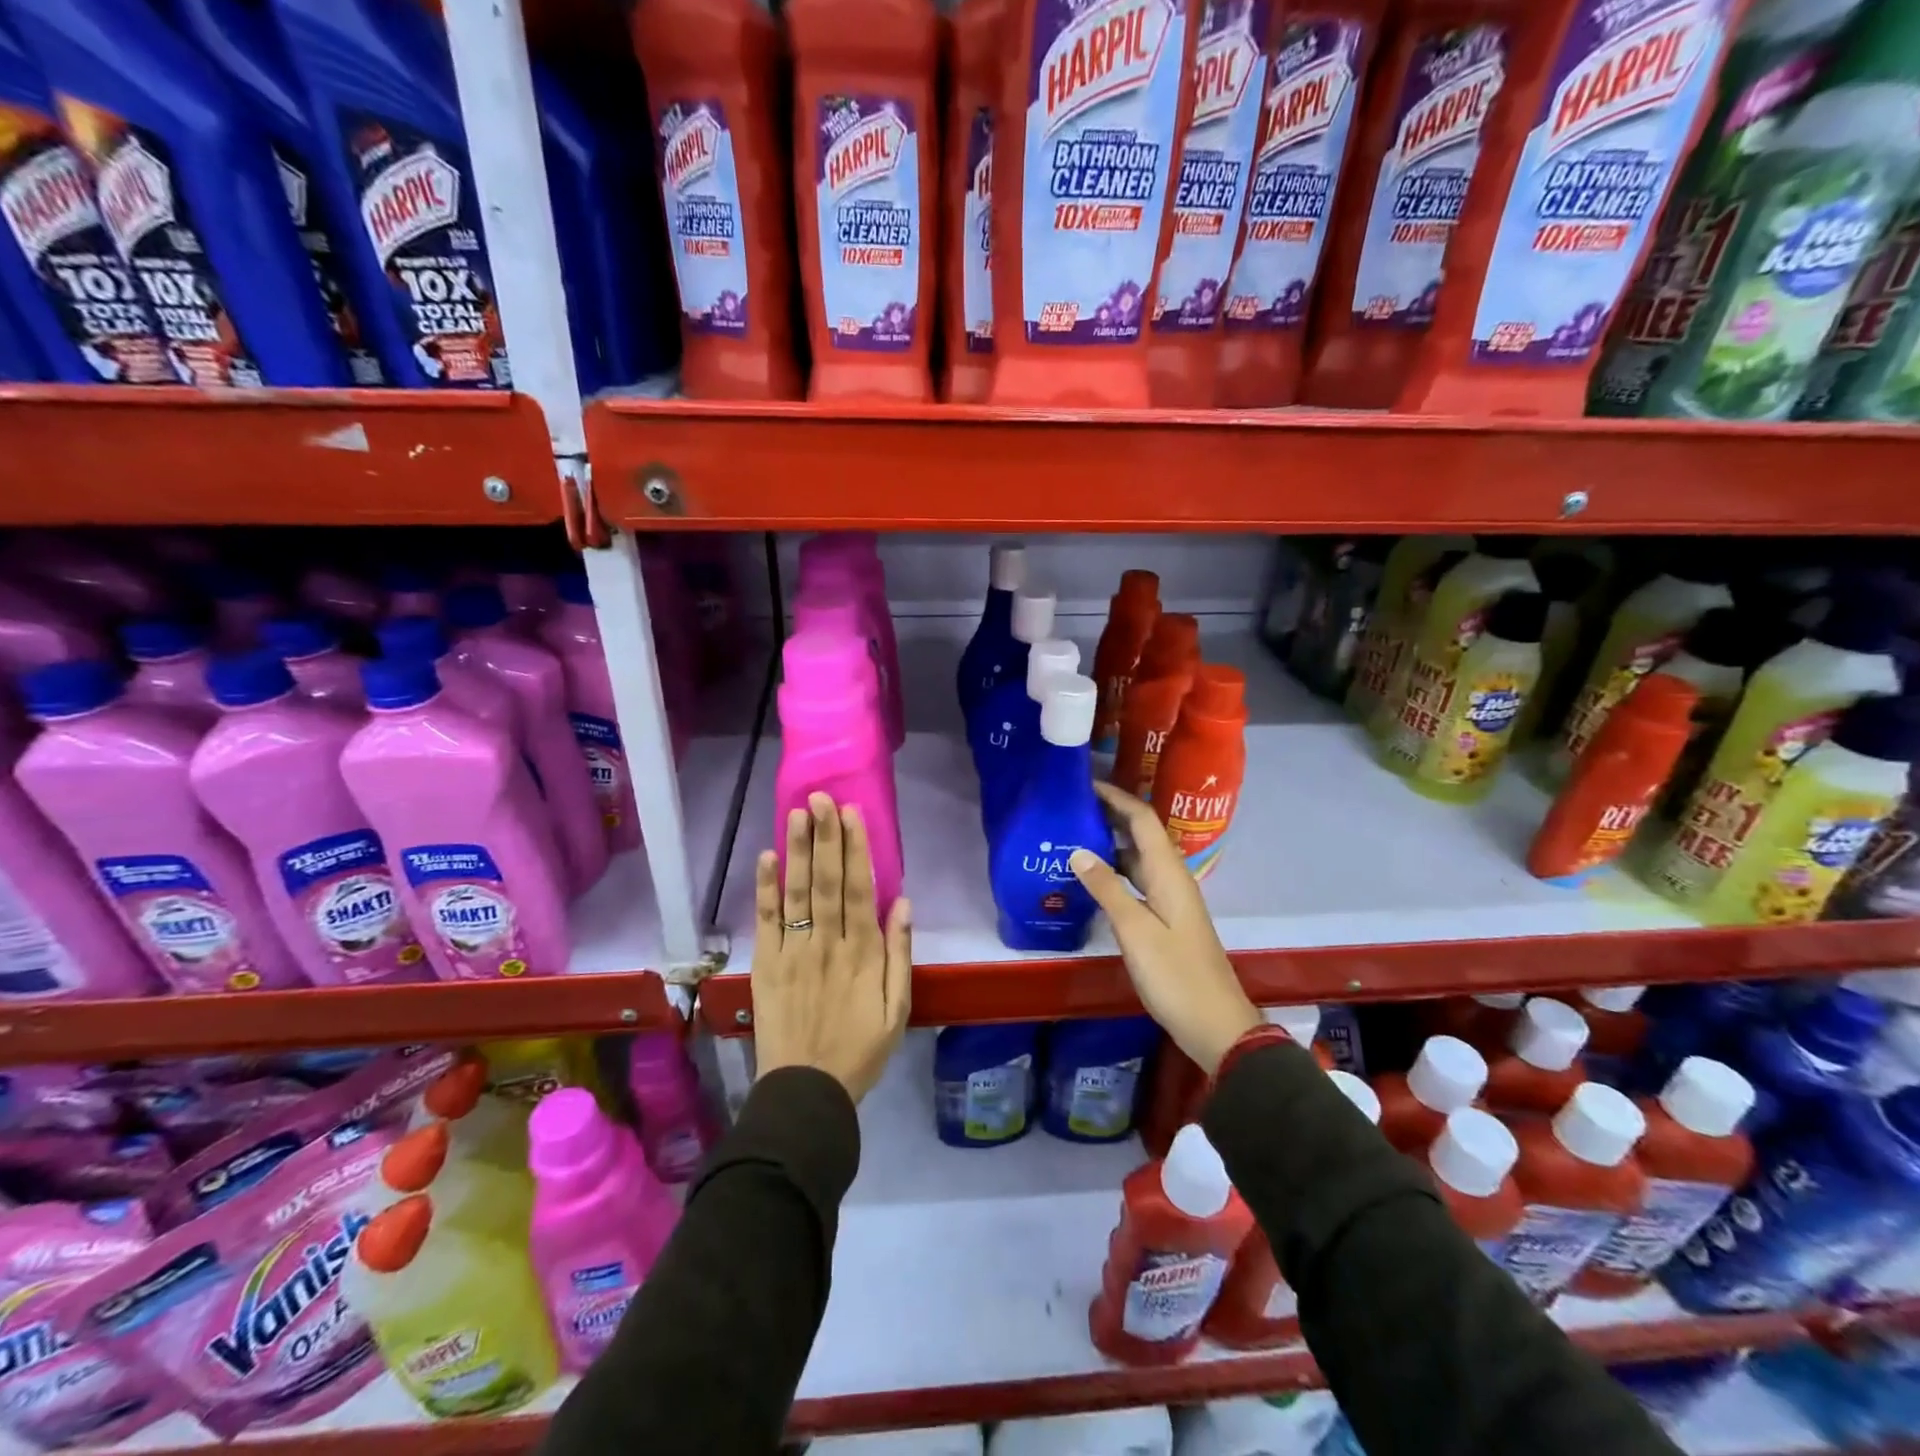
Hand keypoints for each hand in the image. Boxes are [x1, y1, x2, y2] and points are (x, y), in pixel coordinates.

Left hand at [752, 793, 912, 1103]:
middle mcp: (827, 943)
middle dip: (825, 836)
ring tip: (796, 813)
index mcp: (862, 953)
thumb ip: (899, 954)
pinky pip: (766, 921)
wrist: (805, 1091)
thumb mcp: (897, 1010)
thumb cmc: (859, 1049)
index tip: (852, 814)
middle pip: (826, 881)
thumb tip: (901, 903)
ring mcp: (793, 952)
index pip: (858, 889)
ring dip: (797, 850)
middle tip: (822, 797)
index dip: (855, 849)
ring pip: (796, 892)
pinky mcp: (766, 964)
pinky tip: (767, 858)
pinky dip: (765, 888)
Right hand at [1070, 781, 1259, 1074]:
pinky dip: (1114, 873)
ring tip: (1070, 838)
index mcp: (1169, 873)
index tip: (1083, 784)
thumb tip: (1078, 850)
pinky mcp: (1165, 919)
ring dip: (1109, 844)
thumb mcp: (1135, 930)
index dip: (1115, 797)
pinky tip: (1090, 881)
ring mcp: (1170, 899)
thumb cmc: (1175, 974)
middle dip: (1109, 815)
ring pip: (1137, 859)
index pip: (1142, 819)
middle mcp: (1172, 878)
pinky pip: (1137, 882)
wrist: (1214, 1023)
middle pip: (1140, 834)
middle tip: (1069, 808)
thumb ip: (1106, 888)